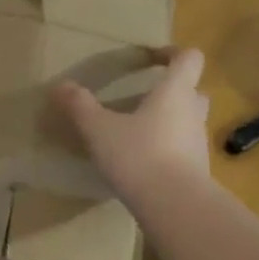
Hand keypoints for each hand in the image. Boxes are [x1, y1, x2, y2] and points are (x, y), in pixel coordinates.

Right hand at [53, 47, 211, 205]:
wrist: (174, 205)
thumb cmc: (138, 156)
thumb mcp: (99, 130)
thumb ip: (80, 106)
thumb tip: (60, 86)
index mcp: (175, 91)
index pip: (188, 58)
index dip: (171, 53)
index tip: (150, 59)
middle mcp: (193, 112)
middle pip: (192, 90)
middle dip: (172, 90)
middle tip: (145, 98)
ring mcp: (199, 142)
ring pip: (189, 121)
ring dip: (171, 121)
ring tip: (140, 133)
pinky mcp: (198, 170)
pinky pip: (185, 149)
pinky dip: (169, 149)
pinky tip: (145, 163)